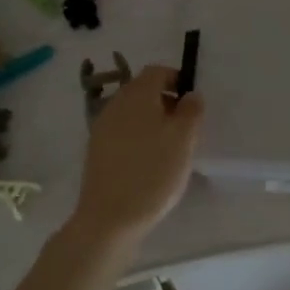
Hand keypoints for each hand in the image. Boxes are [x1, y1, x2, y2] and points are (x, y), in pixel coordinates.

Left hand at [69, 65, 204, 246]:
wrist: (109, 217)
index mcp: (137, 95)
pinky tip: (149, 162)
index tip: (193, 103)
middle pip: (142, 90)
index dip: (177, 80)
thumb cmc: (153, 173)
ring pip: (132, 112)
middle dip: (165, 101)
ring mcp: (102, 127)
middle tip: (185, 127)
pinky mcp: (96, 150)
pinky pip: (122, 132)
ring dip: (152, 120)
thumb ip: (191, 111)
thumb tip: (191, 94)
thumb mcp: (183, 140)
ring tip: (170, 147)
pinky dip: (138, 137)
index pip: (157, 71)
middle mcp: (115, 104)